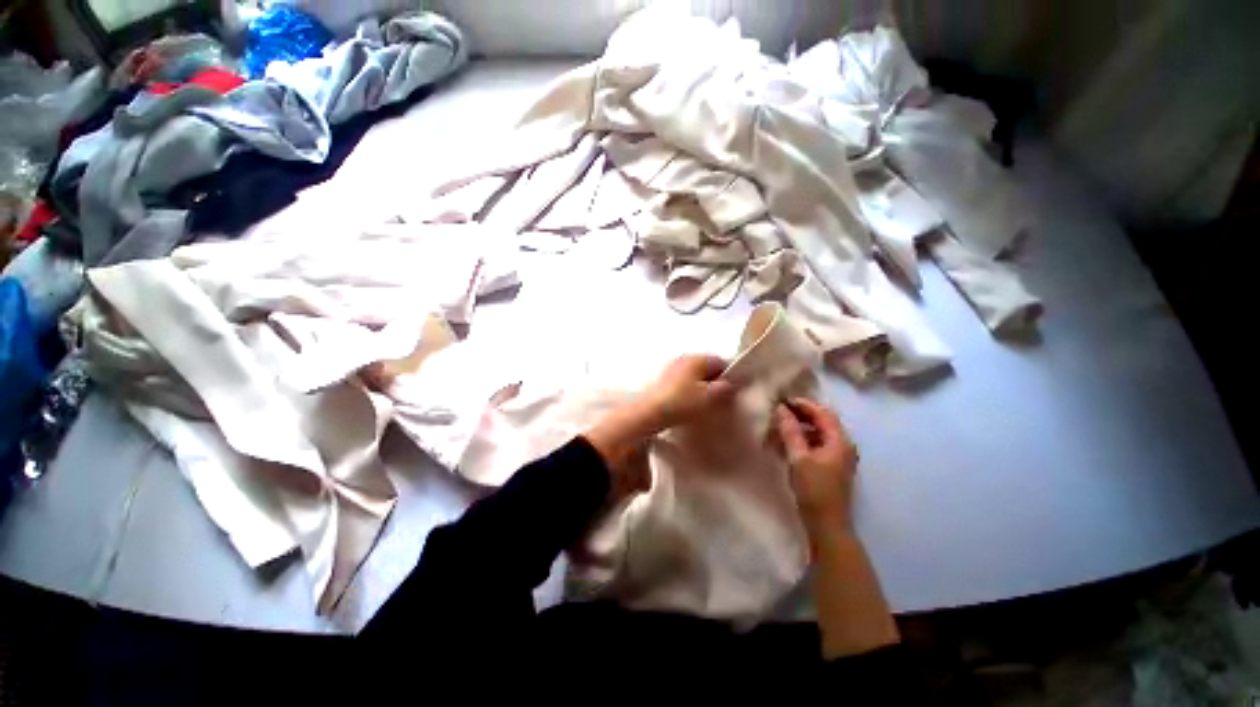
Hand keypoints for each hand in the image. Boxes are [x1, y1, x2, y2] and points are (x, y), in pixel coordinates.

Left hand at [637, 354, 735, 431]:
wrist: (650, 411)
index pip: (720, 361)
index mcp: (697, 358)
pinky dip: (688, 389)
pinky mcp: (662, 379)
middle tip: (718, 399)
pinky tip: (687, 403)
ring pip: (693, 374)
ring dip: (700, 386)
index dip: (729, 376)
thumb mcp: (709, 397)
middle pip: (706, 367)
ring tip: (703, 403)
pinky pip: (682, 381)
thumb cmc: (682, 402)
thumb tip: (729, 384)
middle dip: (714, 381)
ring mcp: (671, 367)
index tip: (731, 392)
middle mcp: (683, 358)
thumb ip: (724, 389)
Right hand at [775, 398, 858, 530]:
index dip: (803, 404)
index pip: (823, 413)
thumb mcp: (799, 458)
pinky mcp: (831, 466)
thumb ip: (790, 431)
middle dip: (800, 415)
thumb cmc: (814, 489)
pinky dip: (801, 440)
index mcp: (840, 441)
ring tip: (778, 428)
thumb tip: (781, 409)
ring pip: (817, 433)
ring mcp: (838, 456)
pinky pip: (816, 445)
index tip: (782, 401)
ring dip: (799, 428)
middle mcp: (843, 445)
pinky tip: (785, 444)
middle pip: (822, 421)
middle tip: (778, 413)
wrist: (826, 524)